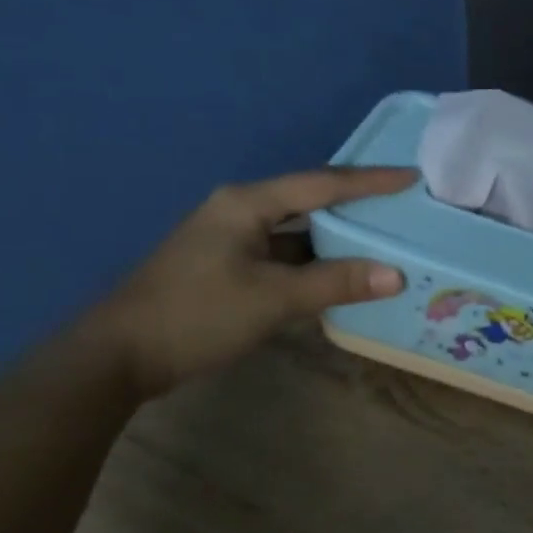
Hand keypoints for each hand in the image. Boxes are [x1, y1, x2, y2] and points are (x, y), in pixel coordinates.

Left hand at [85, 166, 417, 397]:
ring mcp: (233, 241)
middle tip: (403, 207)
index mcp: (247, 203)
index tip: (411, 177)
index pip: (322, 184)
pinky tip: (344, 275)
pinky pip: (286, 256)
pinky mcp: (230, 268)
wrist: (120, 355)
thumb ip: (335, 282)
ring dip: (338, 238)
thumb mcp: (272, 297)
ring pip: (299, 232)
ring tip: (385, 239)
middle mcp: (240, 211)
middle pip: (311, 201)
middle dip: (357, 204)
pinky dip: (316, 263)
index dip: (370, 181)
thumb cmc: (197, 314)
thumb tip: (396, 274)